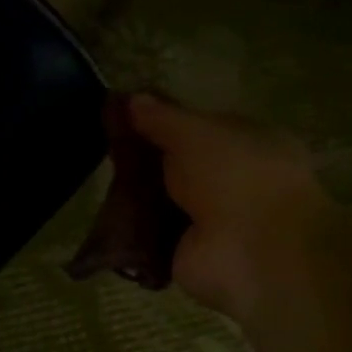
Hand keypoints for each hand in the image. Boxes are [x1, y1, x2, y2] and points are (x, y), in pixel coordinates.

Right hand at [126, 94, 327, 323]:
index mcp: (249, 142)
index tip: (122, 118)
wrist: (253, 253)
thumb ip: (161, 116)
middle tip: (104, 149)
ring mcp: (210, 219)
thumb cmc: (235, 177)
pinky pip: (149, 235)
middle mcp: (232, 180)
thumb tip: (131, 98)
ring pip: (160, 199)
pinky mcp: (186, 251)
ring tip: (98, 182)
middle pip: (175, 164)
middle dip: (142, 159)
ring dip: (133, 195)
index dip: (161, 120)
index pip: (198, 126)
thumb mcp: (194, 132)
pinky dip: (130, 231)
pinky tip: (103, 218)